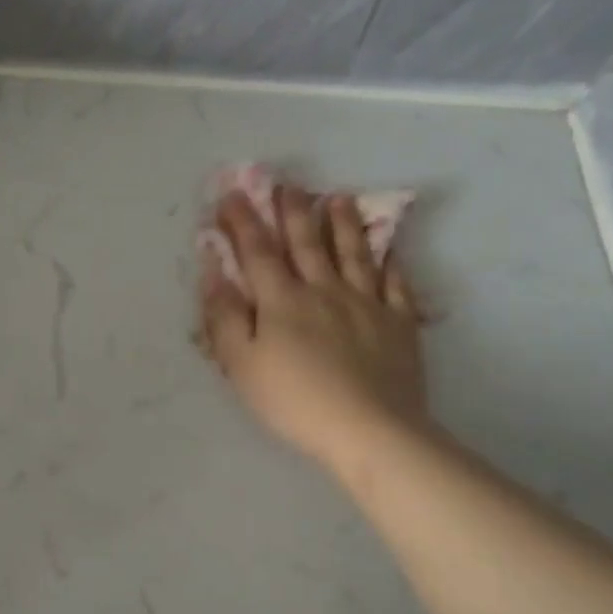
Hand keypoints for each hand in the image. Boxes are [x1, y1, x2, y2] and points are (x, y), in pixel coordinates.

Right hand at [197, 184, 428, 470]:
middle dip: (293, 211)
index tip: (231, 195)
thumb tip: (213, 272)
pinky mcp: (399, 324)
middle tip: (288, 184)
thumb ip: (224, 316)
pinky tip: (389, 251)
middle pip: (307, 242)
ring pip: (354, 253)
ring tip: (339, 198)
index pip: (257, 251)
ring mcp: (366, 303)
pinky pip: (395, 284)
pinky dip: (390, 263)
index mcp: (282, 300)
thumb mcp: (242, 365)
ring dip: (343, 224)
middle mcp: (324, 290)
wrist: (369, 429)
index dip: (242, 221)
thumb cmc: (294, 401)